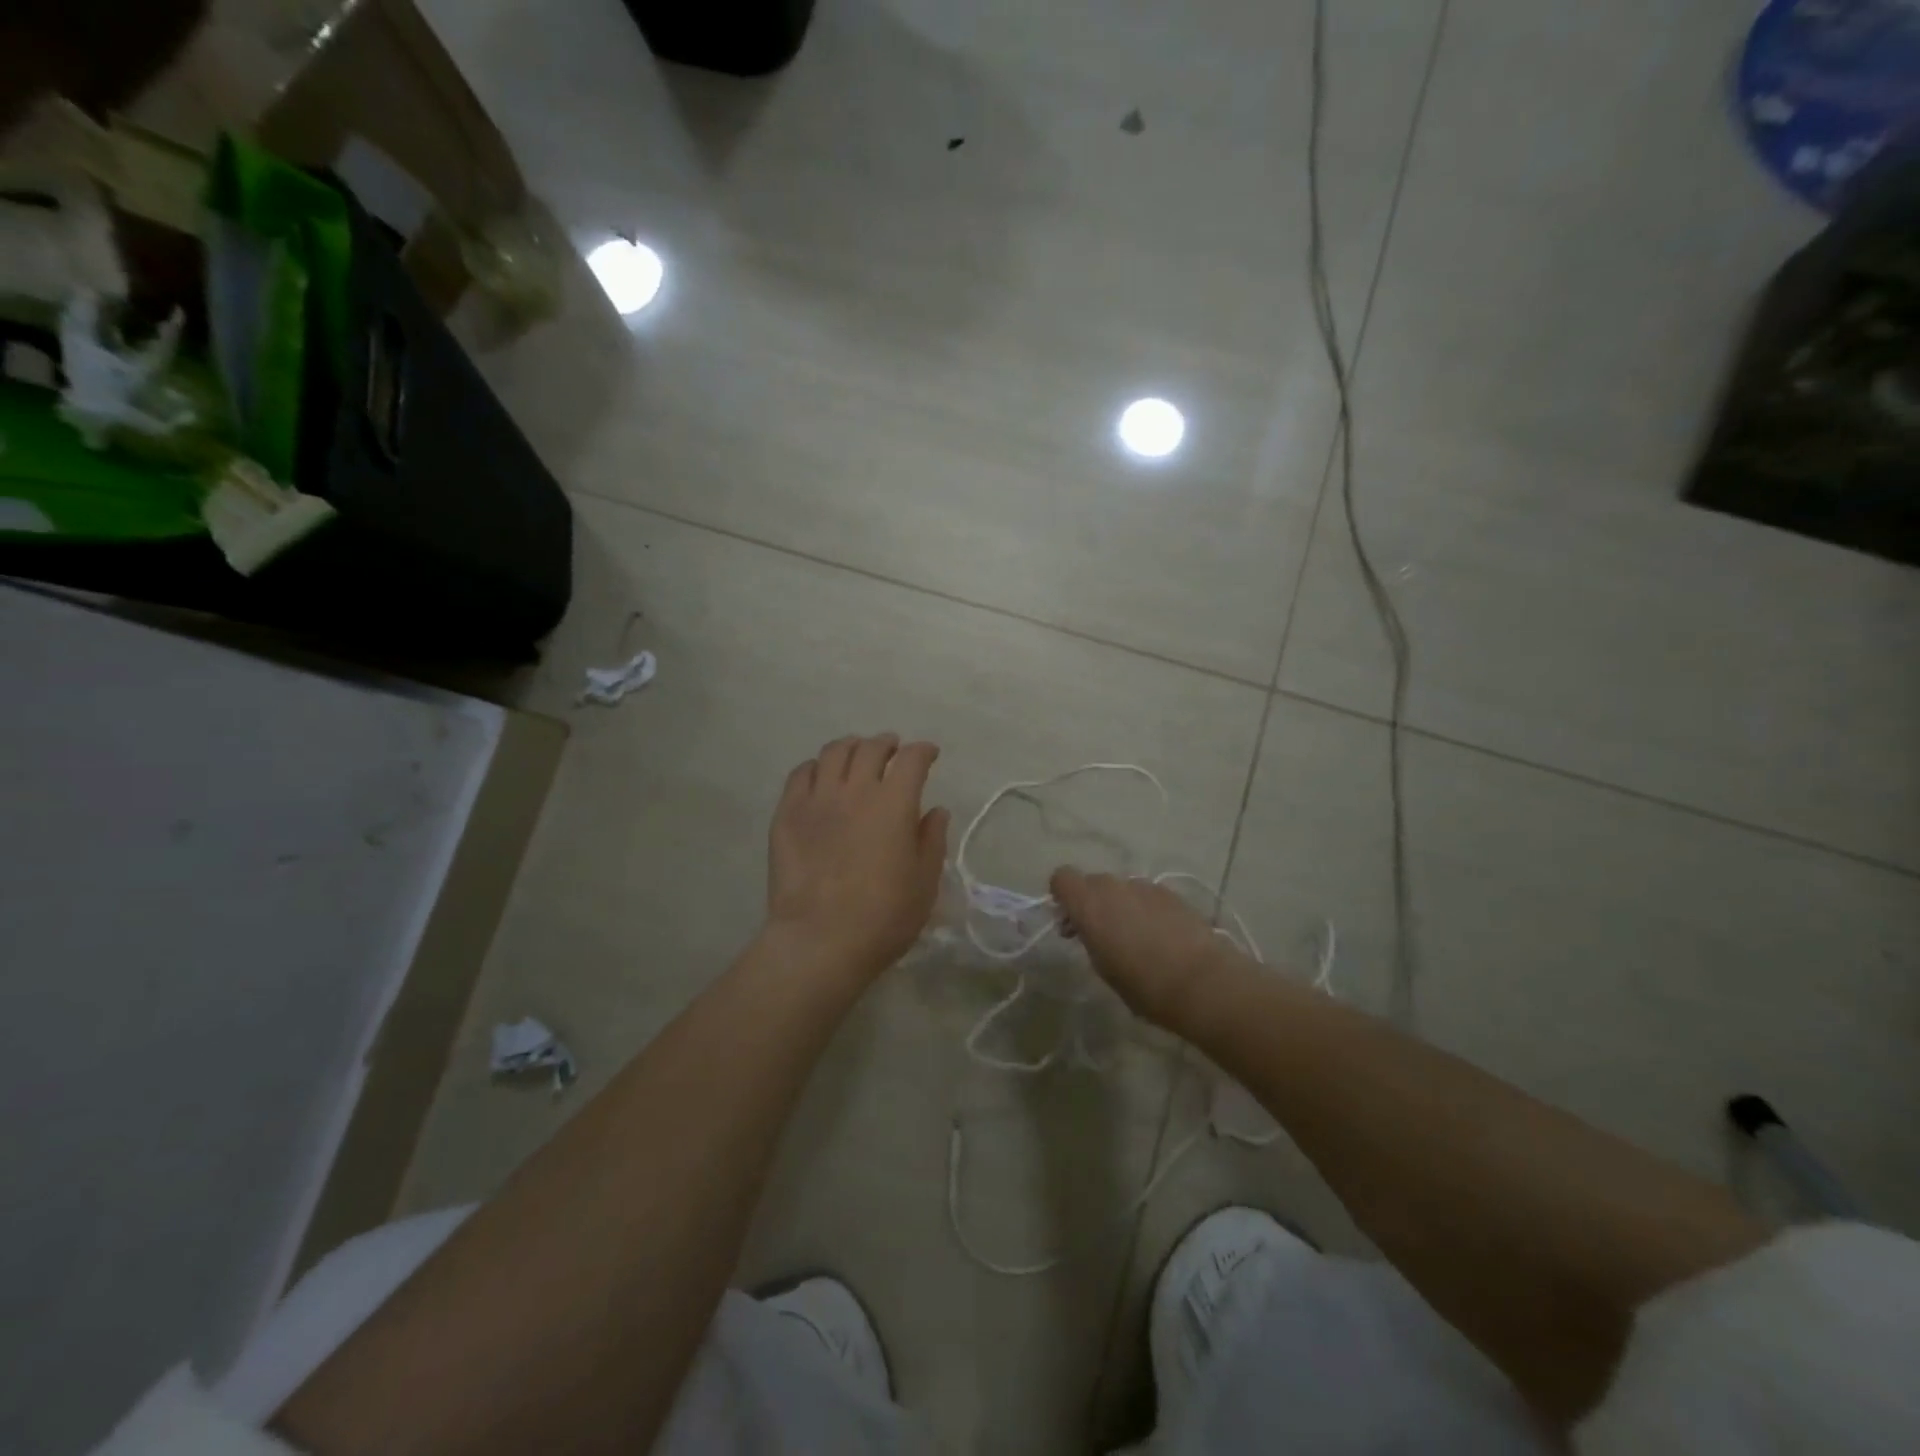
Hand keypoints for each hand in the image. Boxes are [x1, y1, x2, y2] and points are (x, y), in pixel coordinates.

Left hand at [764, 734, 950, 986]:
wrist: (820, 940)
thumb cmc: (884, 916)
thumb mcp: (924, 882)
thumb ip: (931, 840)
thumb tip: (935, 811)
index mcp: (894, 803)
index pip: (912, 759)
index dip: (923, 751)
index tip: (929, 754)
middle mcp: (855, 790)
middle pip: (870, 748)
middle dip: (886, 744)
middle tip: (892, 750)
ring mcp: (816, 799)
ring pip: (833, 753)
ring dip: (851, 747)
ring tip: (856, 755)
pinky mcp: (787, 814)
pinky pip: (800, 774)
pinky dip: (816, 767)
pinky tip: (821, 777)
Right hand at [1049, 869, 1248, 1030]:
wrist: (1203, 982)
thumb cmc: (1144, 985)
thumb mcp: (1103, 968)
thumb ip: (1091, 939)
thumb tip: (1091, 929)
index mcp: (1090, 903)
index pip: (1062, 878)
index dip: (1063, 896)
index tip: (1071, 922)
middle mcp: (1115, 886)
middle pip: (1093, 883)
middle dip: (1093, 903)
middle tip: (1101, 936)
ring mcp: (1146, 887)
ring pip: (1122, 889)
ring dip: (1121, 906)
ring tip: (1137, 939)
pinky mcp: (1173, 894)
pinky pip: (1147, 896)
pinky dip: (1146, 910)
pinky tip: (1161, 938)